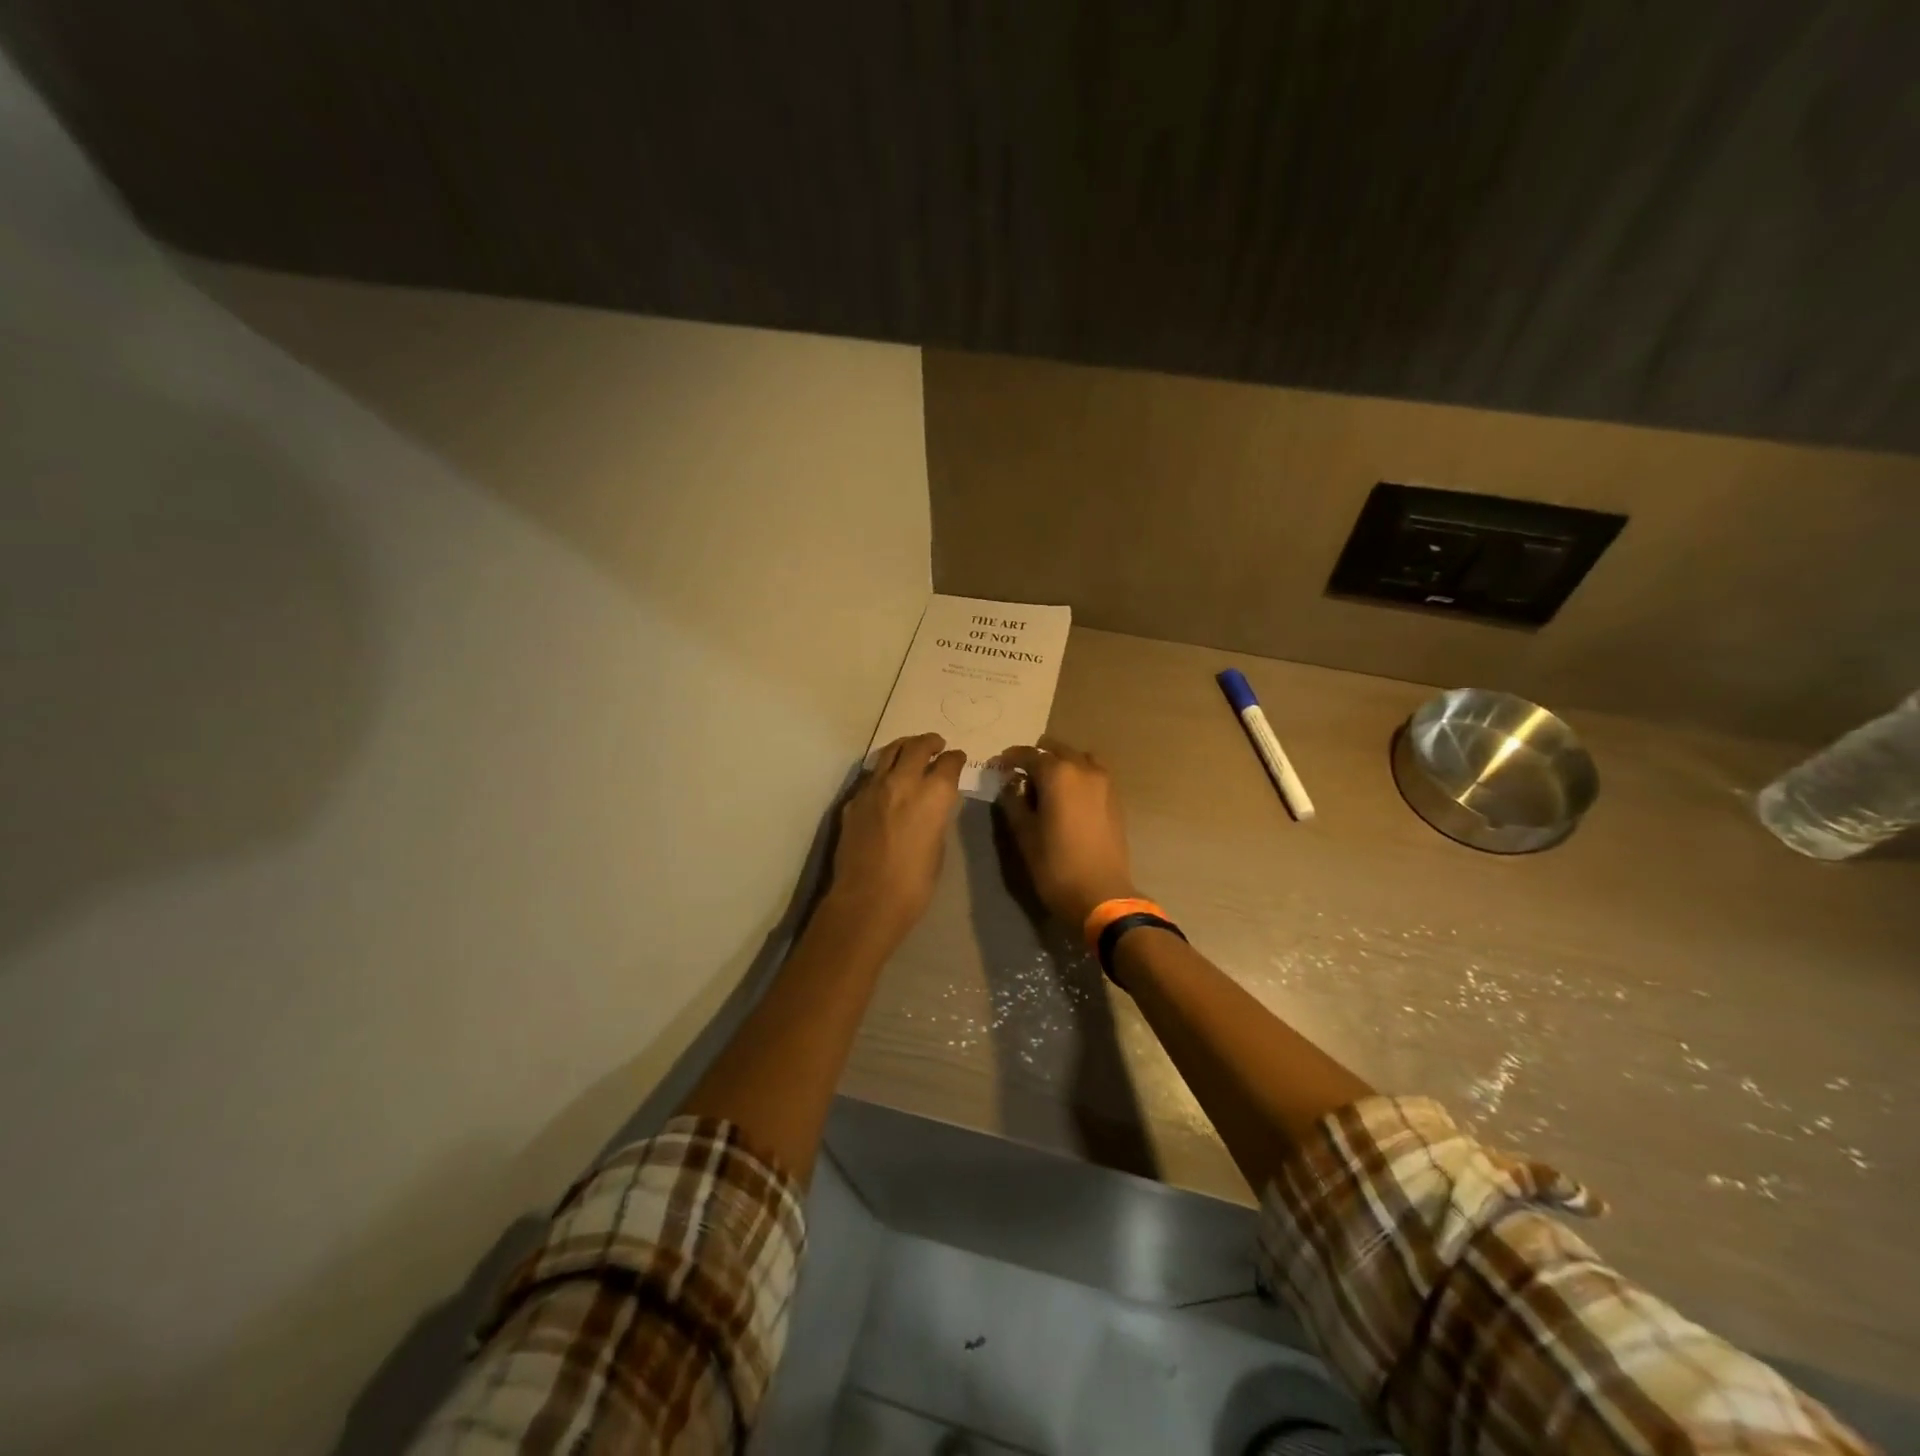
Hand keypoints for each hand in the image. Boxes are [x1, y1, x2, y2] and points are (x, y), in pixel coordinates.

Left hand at [826, 733, 966, 941]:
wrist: (867, 899)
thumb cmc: (914, 883)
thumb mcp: (938, 845)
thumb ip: (936, 816)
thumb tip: (932, 805)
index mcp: (933, 794)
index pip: (949, 763)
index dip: (956, 758)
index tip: (958, 757)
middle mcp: (903, 781)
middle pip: (918, 747)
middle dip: (930, 742)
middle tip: (937, 743)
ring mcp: (873, 788)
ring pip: (890, 752)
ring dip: (904, 747)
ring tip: (911, 748)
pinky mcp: (853, 800)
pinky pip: (872, 776)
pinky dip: (884, 771)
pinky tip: (886, 781)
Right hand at [995, 737, 1138, 929]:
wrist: (1101, 894)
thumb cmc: (1055, 865)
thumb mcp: (1024, 834)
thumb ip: (1014, 801)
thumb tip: (1011, 784)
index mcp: (1058, 774)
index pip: (1028, 754)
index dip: (1009, 758)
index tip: (996, 766)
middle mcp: (1083, 769)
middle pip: (1056, 749)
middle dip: (1035, 757)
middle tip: (1019, 775)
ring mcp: (1104, 782)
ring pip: (1078, 757)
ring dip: (1060, 763)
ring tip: (1046, 783)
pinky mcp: (1115, 798)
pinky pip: (1093, 773)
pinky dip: (1077, 774)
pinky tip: (1067, 796)